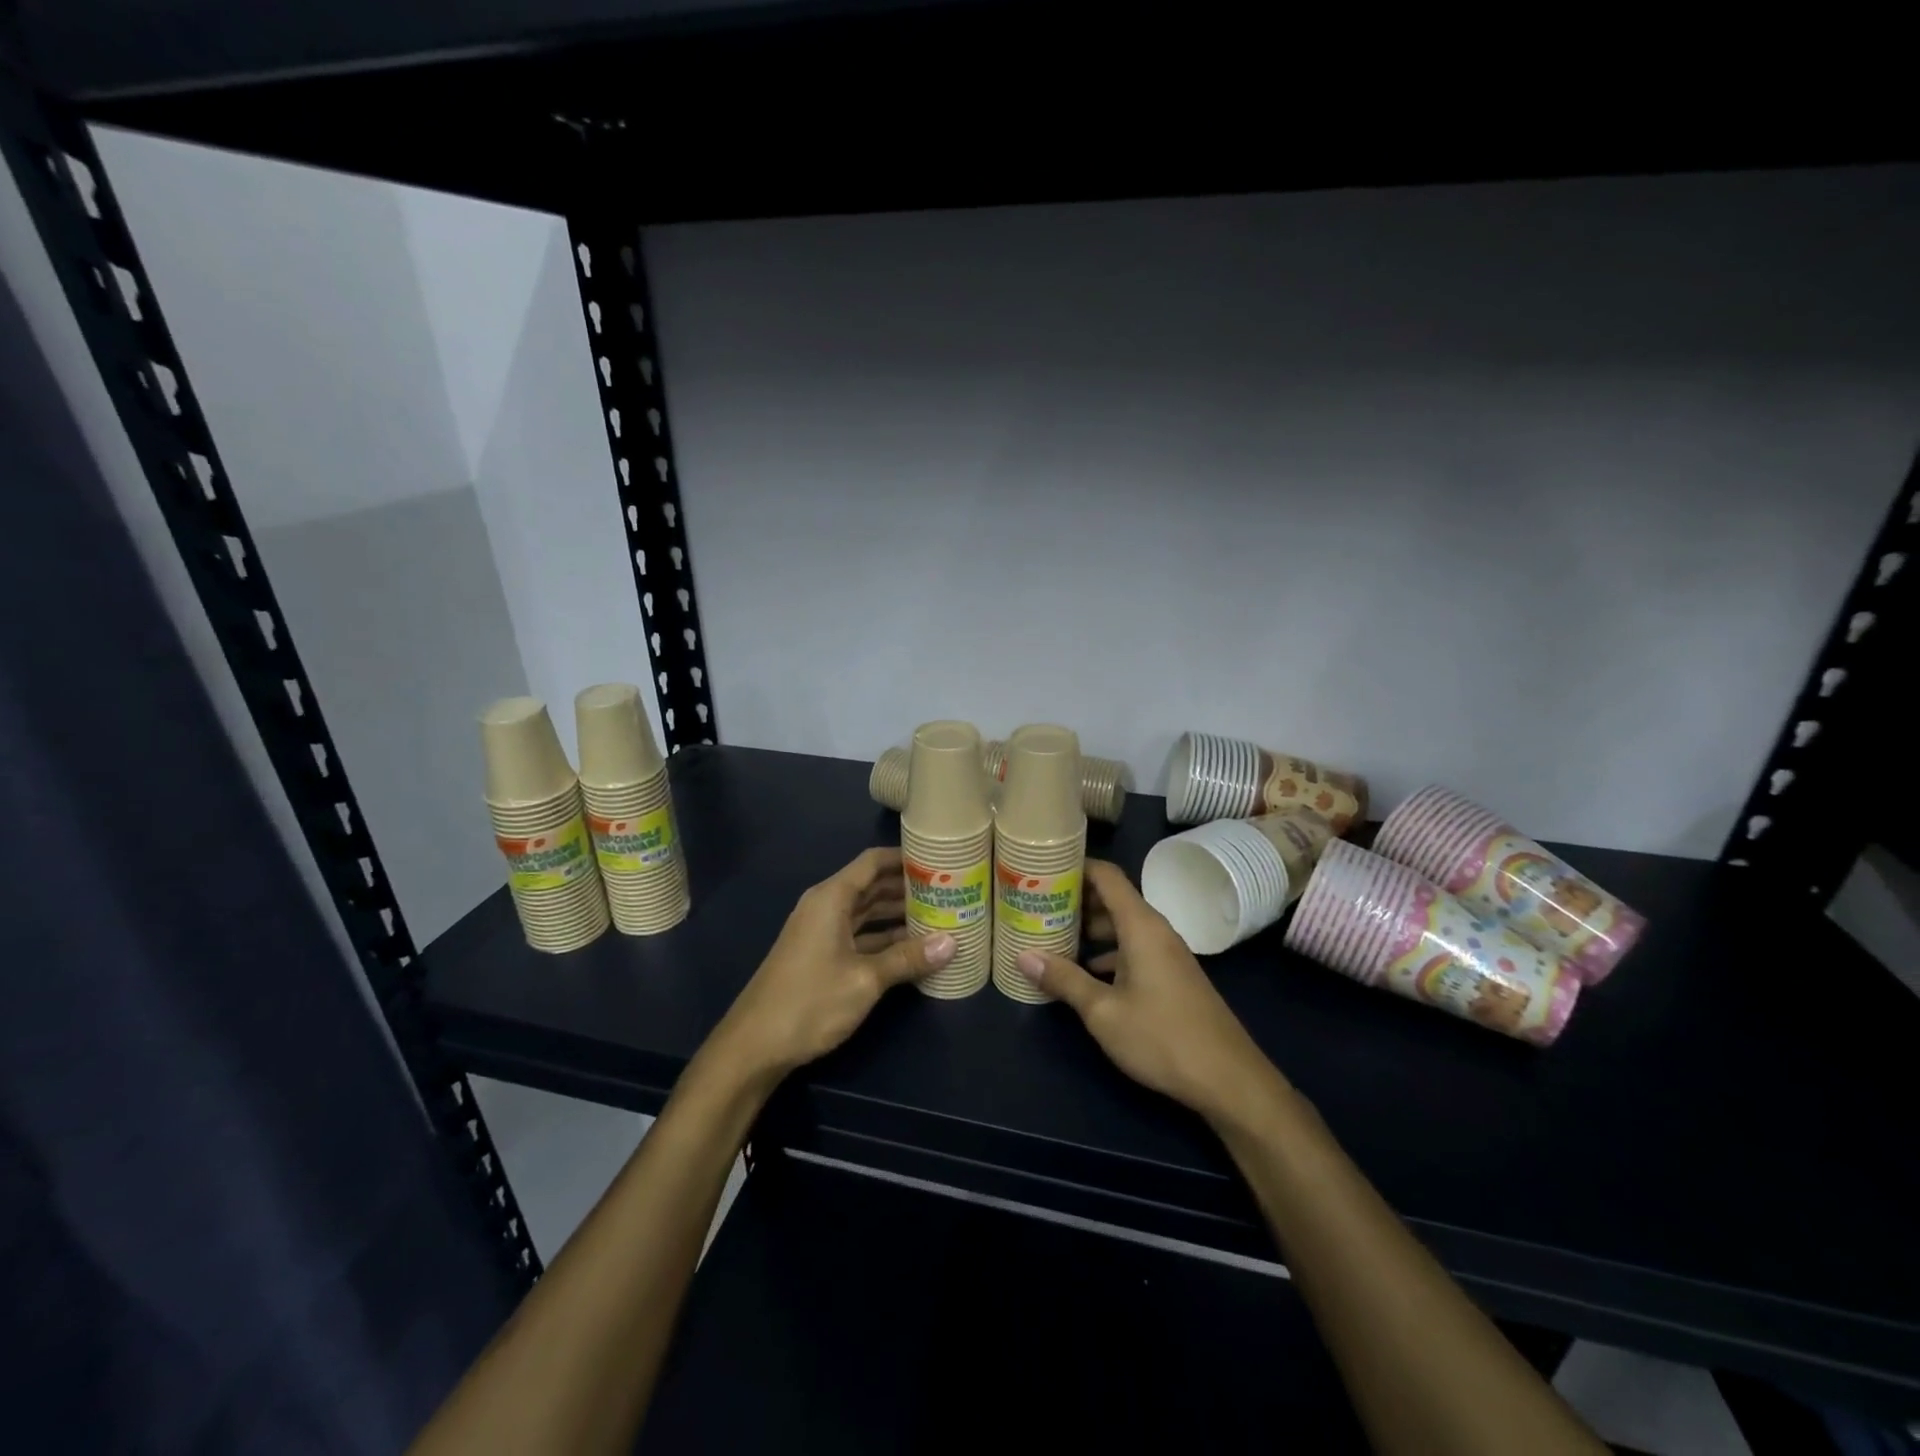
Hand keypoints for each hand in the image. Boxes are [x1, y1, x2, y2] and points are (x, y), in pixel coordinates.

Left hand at [716, 847, 955, 1079]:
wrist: (754, 1046)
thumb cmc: (810, 1001)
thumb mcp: (865, 979)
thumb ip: (907, 959)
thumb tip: (952, 943)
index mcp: (831, 898)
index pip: (873, 862)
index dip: (905, 858)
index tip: (939, 860)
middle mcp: (826, 907)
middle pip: (872, 886)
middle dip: (907, 887)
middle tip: (949, 891)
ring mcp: (821, 932)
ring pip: (867, 912)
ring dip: (898, 914)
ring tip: (939, 916)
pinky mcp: (821, 956)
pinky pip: (859, 935)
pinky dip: (883, 938)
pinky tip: (912, 949)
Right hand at [1015, 860, 1282, 1123]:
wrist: (1229, 1079)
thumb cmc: (1161, 1037)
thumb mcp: (1103, 1012)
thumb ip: (1064, 980)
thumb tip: (1023, 956)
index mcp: (1140, 925)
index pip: (1106, 875)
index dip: (1075, 867)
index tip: (1042, 871)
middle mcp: (1155, 930)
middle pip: (1112, 898)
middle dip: (1075, 900)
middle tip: (1037, 907)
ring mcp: (1167, 953)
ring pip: (1122, 926)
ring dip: (1090, 929)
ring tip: (1053, 938)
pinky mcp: (1172, 975)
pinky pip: (1134, 947)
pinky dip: (1108, 951)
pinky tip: (1086, 973)